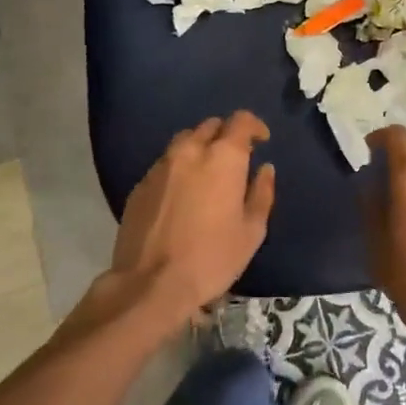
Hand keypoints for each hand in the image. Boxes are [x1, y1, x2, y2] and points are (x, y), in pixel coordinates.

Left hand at [106, 112, 275, 325]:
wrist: (150, 284)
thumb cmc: (211, 258)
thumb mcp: (251, 232)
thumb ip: (261, 193)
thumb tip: (265, 169)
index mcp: (223, 157)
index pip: (240, 120)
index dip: (254, 125)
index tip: (262, 140)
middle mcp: (190, 150)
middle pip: (210, 126)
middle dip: (226, 135)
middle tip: (235, 158)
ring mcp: (161, 165)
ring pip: (184, 141)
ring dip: (200, 147)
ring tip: (207, 171)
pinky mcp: (140, 184)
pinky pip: (165, 163)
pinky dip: (178, 167)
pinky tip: (181, 193)